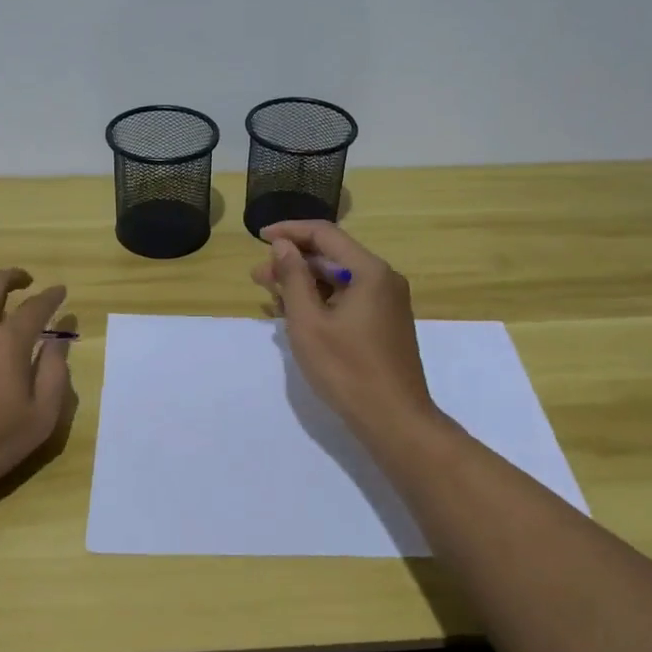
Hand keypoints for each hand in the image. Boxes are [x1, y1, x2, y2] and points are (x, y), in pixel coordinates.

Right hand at [251, 221, 439, 440]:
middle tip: (258, 277)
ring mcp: (387, 303)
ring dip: (304, 284)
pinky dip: (321, 301)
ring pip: (339, 280)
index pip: (325, 234)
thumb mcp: (308, 322)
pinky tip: (297, 315)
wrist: (394, 420)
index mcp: (369, 271)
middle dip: (293, 263)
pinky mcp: (384, 324)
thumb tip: (283, 246)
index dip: (290, 232)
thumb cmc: (346, 369)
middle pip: (332, 257)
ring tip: (271, 297)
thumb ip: (293, 278)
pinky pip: (348, 300)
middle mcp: (383, 280)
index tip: (260, 237)